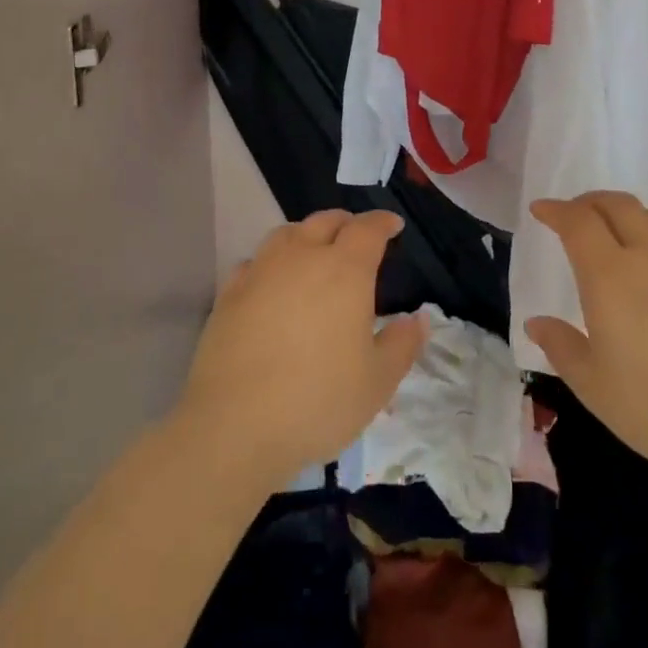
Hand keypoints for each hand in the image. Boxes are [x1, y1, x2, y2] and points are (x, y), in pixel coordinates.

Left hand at [174, 209, 425, 491]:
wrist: (234, 425)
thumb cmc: (318, 400)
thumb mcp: (378, 381)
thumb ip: (403, 344)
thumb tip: (418, 318)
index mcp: (344, 271)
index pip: (367, 230)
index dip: (382, 222)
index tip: (393, 225)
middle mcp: (301, 258)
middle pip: (324, 222)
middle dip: (345, 223)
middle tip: (357, 235)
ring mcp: (260, 272)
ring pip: (286, 233)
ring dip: (307, 234)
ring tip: (315, 250)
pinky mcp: (229, 294)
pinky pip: (255, 261)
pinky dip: (271, 261)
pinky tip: (272, 280)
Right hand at [525, 191, 647, 502]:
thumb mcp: (592, 386)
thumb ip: (560, 346)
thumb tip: (536, 323)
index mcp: (610, 277)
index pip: (579, 222)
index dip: (556, 210)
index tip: (539, 210)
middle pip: (618, 205)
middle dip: (588, 202)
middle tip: (570, 214)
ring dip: (623, 211)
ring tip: (609, 230)